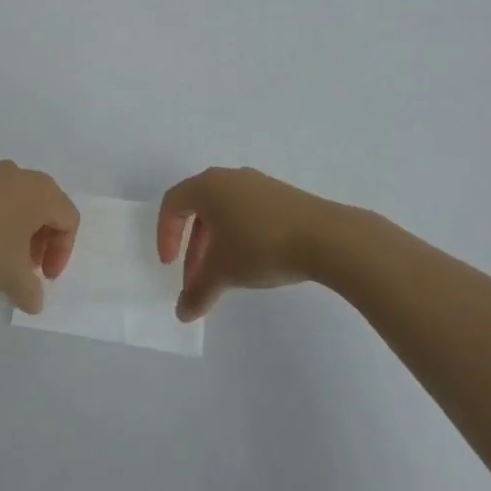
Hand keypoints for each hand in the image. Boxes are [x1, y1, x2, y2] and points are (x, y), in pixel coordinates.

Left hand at [0, 161, 78, 313]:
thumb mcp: (11, 277)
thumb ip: (30, 291)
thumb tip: (35, 302)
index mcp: (42, 192)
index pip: (68, 219)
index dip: (62, 252)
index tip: (43, 277)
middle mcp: (19, 175)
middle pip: (44, 206)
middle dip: (40, 240)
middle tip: (26, 268)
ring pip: (15, 200)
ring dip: (15, 229)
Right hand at [157, 167, 345, 321]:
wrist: (325, 237)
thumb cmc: (260, 246)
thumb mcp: (223, 273)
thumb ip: (198, 292)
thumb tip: (183, 312)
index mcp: (208, 186)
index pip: (173, 203)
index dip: (165, 234)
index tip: (170, 265)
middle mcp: (230, 178)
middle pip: (198, 208)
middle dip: (192, 246)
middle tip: (196, 278)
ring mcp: (258, 184)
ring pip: (224, 211)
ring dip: (216, 243)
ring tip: (225, 275)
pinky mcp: (282, 196)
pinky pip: (248, 212)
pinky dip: (239, 235)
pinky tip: (253, 262)